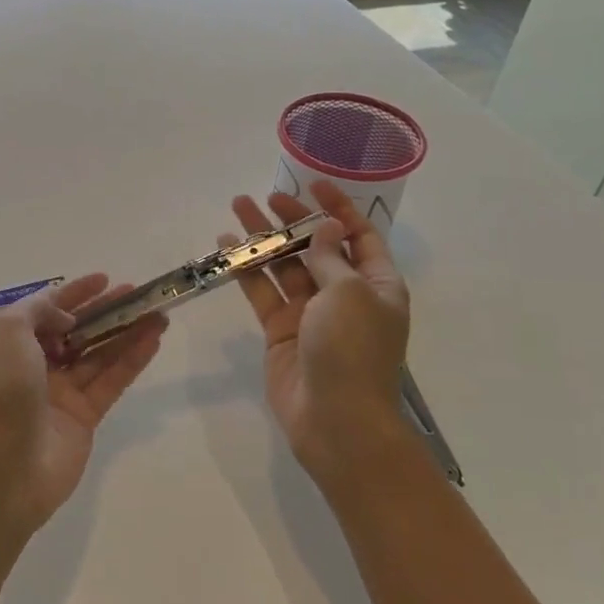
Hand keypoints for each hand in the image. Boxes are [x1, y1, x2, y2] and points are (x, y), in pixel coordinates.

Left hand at [0, 275, 165, 545]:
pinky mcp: (83, 419)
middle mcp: (33, 365)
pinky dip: (132, 360)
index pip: (45, 309)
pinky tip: (154, 339)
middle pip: (76, 330)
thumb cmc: (1, 390)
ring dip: (127, 332)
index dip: (74, 293)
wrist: (2, 468)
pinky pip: (111, 381)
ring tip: (159, 313)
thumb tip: (66, 318)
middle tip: (137, 293)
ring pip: (98, 354)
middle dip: (105, 310)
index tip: (104, 279)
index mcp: (9, 343)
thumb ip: (37, 309)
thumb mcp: (8, 331)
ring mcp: (59, 394)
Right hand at [225, 181, 410, 483]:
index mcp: (376, 284)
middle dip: (292, 219)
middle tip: (265, 196)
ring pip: (284, 265)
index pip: (358, 235)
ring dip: (263, 238)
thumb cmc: (353, 350)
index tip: (313, 184)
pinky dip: (246, 269)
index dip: (338, 208)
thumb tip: (325, 227)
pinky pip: (262, 291)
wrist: (336, 419)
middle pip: (315, 247)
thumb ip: (329, 257)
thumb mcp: (349, 293)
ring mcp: (310, 313)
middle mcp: (344, 294)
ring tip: (237, 209)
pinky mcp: (281, 331)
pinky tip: (226, 247)